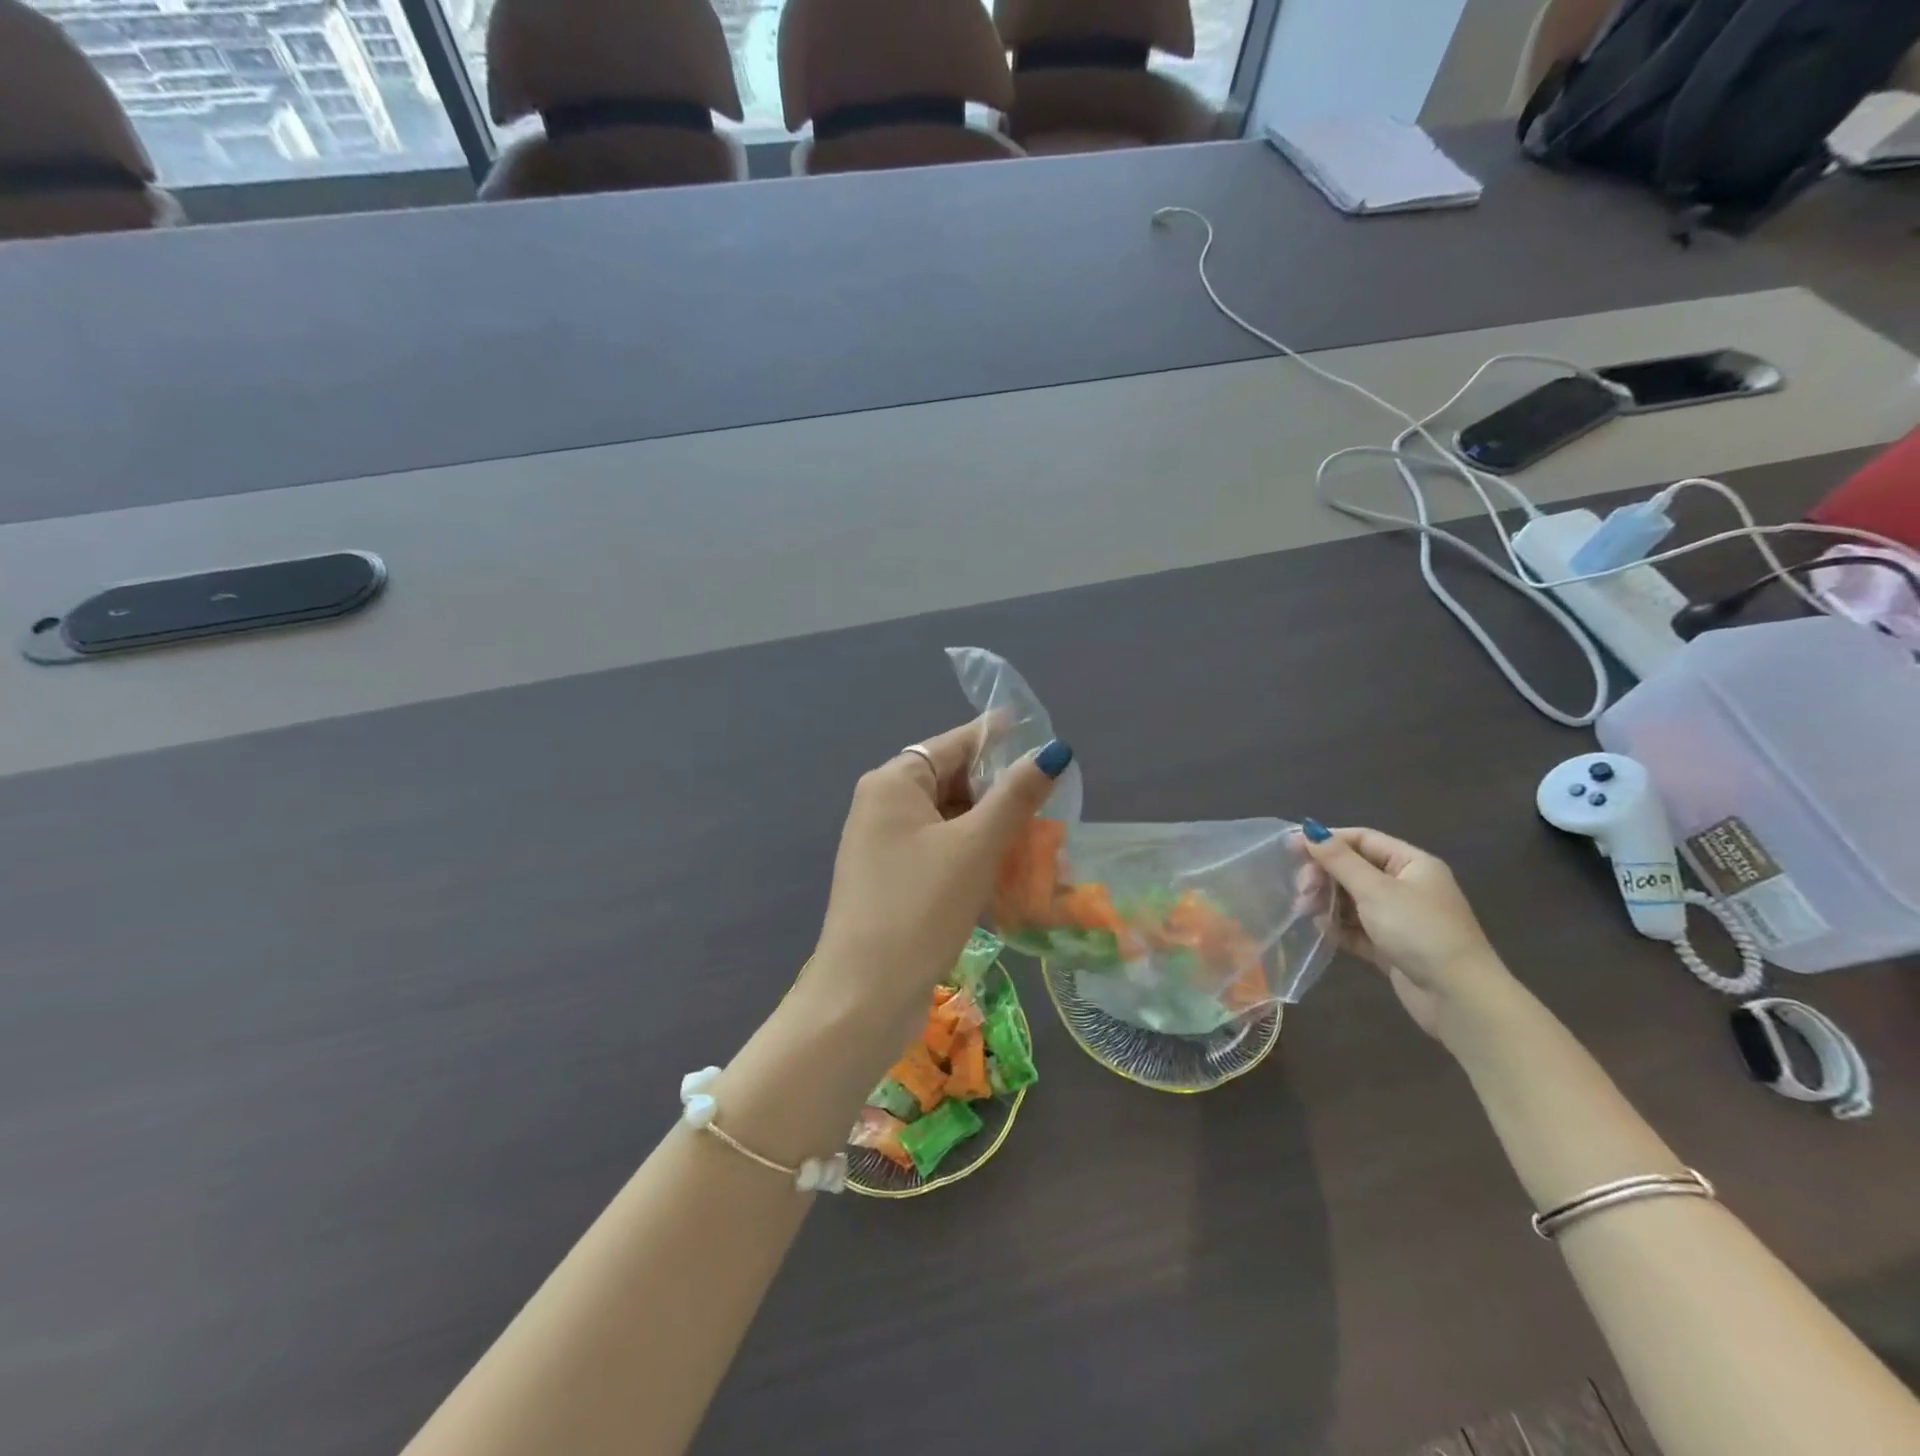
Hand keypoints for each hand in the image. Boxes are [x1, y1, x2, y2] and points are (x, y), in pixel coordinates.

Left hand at [811, 720, 1069, 1012]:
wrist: (864, 995)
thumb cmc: (921, 906)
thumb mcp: (977, 845)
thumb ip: (1016, 796)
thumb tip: (1053, 751)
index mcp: (893, 783)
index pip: (953, 743)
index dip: (997, 737)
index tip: (1039, 734)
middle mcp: (882, 806)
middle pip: (951, 782)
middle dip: (999, 794)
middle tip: (1049, 804)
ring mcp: (883, 847)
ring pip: (948, 822)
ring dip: (990, 830)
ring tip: (1038, 843)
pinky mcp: (891, 882)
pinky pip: (939, 854)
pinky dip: (972, 858)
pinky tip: (1007, 876)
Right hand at [1297, 823, 1514, 1038]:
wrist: (1458, 997)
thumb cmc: (1419, 931)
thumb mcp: (1375, 890)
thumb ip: (1339, 860)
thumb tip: (1310, 829)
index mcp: (1412, 864)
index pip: (1362, 840)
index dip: (1327, 841)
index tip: (1290, 848)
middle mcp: (1407, 887)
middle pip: (1354, 870)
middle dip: (1324, 876)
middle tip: (1301, 890)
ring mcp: (1400, 919)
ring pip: (1353, 900)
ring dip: (1327, 902)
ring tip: (1305, 911)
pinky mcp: (1392, 947)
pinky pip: (1357, 928)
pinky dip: (1339, 927)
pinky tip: (1322, 931)